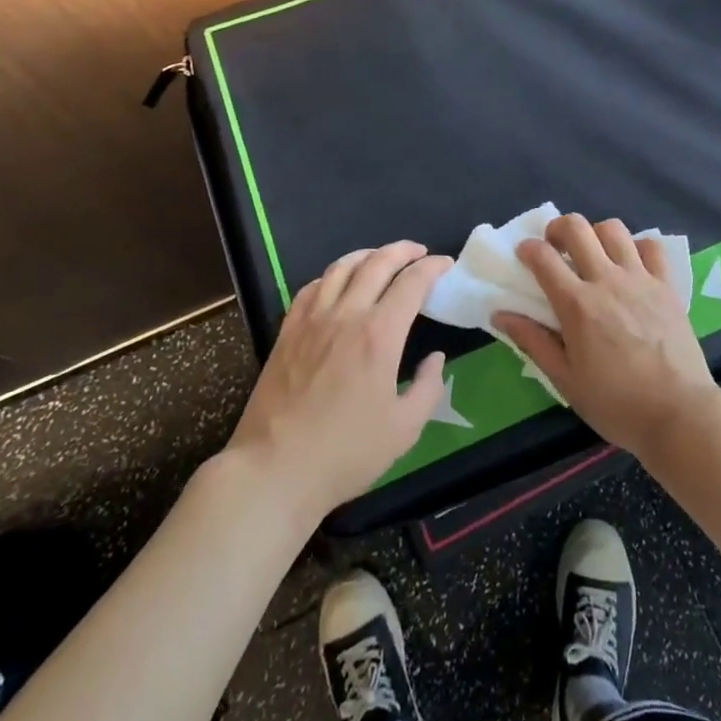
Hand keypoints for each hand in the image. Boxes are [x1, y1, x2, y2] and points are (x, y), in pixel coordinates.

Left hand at [228, 241, 451, 518]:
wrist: (274, 470)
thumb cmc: (345, 454)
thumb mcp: (404, 429)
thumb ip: (428, 388)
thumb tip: (435, 358)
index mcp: (379, 335)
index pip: (411, 283)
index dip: (432, 268)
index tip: (445, 265)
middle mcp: (346, 315)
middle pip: (377, 263)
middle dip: (403, 251)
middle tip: (419, 252)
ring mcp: (312, 320)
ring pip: (341, 267)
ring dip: (367, 255)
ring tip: (381, 258)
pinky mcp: (287, 332)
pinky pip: (312, 287)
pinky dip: (332, 275)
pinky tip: (339, 283)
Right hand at [495, 214, 719, 460]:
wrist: (679, 414)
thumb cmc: (616, 403)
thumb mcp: (565, 380)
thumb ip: (533, 342)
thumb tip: (500, 314)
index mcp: (577, 305)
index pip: (543, 257)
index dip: (528, 249)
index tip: (524, 256)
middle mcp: (607, 281)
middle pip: (577, 227)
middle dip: (558, 228)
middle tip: (555, 247)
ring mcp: (640, 279)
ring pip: (613, 229)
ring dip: (595, 234)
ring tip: (593, 255)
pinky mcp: (667, 285)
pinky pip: (651, 247)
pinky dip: (636, 247)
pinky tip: (630, 265)